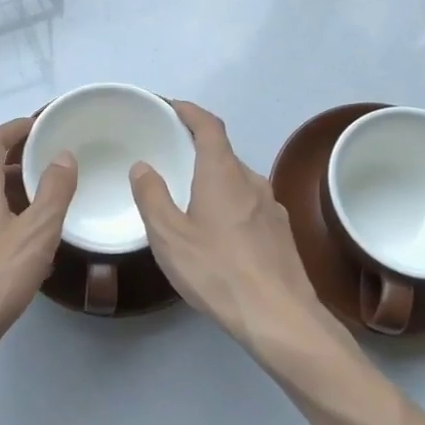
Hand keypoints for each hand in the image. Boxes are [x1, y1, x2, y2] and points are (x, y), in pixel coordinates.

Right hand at [130, 102, 351, 365]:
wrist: (280, 316)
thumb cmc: (217, 270)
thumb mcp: (169, 236)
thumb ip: (152, 197)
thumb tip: (143, 166)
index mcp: (223, 173)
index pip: (209, 126)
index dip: (190, 111)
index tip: (172, 107)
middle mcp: (252, 181)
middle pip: (223, 154)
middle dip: (198, 151)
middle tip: (171, 159)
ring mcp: (272, 207)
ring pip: (238, 181)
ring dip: (215, 181)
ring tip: (191, 200)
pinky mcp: (282, 233)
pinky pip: (250, 205)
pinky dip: (230, 205)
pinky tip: (218, 234)